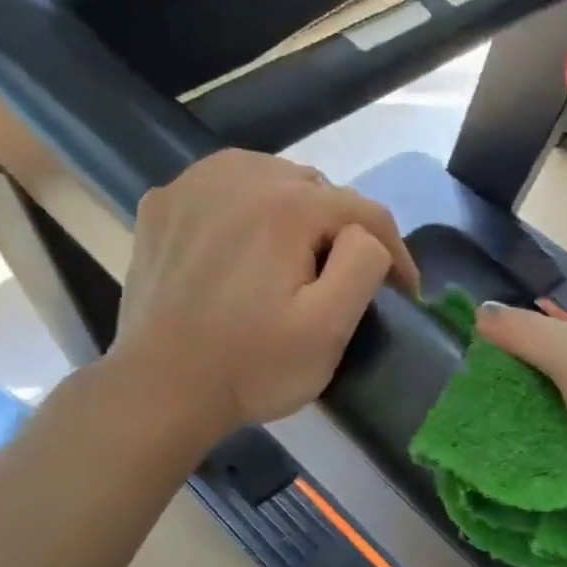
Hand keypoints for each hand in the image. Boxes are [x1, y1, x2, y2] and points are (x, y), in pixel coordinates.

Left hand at [109, 151, 419, 443]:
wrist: (161, 390)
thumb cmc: (254, 365)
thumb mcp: (330, 327)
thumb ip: (364, 264)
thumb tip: (367, 236)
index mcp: (286, 204)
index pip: (365, 211)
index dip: (395, 252)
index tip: (405, 293)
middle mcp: (238, 175)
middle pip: (318, 189)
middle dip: (342, 231)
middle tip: (345, 280)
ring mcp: (191, 186)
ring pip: (270, 180)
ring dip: (296, 213)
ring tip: (298, 258)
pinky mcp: (162, 207)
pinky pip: (223, 190)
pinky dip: (246, 210)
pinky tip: (244, 247)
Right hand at [473, 302, 566, 513]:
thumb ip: (531, 339)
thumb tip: (481, 309)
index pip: (532, 353)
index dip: (494, 371)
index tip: (455, 406)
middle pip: (550, 404)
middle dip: (515, 428)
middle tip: (468, 463)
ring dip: (544, 465)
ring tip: (499, 493)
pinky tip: (550, 509)